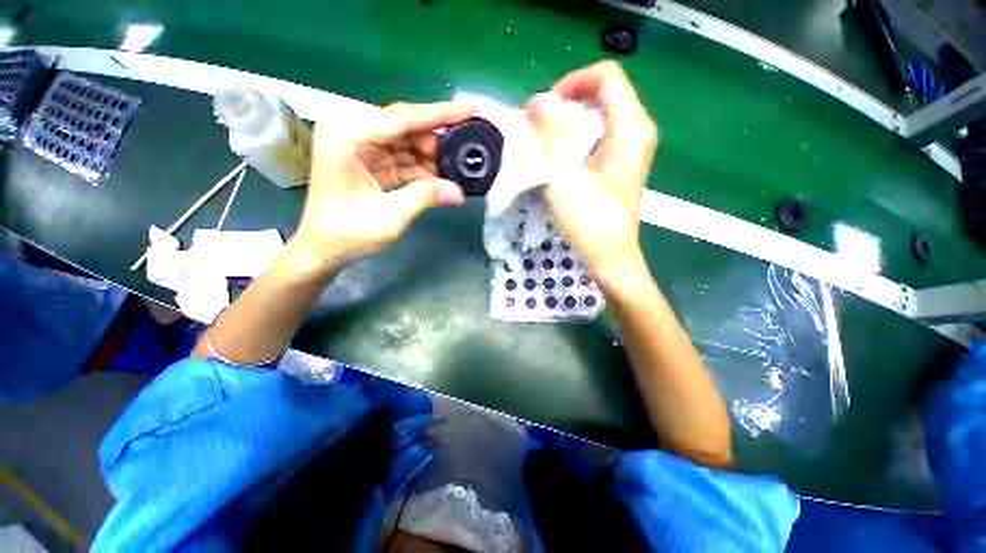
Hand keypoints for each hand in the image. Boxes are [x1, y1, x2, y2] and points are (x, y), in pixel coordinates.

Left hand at [287, 102, 471, 274]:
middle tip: (465, 153)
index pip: (403, 118)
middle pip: (405, 126)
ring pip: (407, 141)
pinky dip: (422, 167)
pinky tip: (440, 177)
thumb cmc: (348, 234)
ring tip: (456, 168)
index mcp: (348, 136)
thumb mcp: (390, 217)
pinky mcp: (368, 159)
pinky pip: (402, 156)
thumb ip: (425, 197)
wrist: (324, 248)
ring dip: (432, 156)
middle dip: (437, 141)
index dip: (441, 114)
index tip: (471, 109)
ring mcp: (359, 144)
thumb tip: (459, 192)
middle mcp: (351, 131)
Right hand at [526, 61, 658, 296]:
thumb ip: (551, 135)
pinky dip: (578, 136)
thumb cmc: (588, 222)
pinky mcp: (624, 161)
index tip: (545, 110)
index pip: (606, 76)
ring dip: (569, 121)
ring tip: (546, 143)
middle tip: (539, 127)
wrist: (610, 256)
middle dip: (566, 103)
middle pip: (603, 92)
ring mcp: (633, 147)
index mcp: (630, 129)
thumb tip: (539, 101)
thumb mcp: (563, 178)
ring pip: (601, 113)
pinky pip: (601, 132)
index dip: (571, 83)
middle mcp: (638, 131)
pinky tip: (562, 158)